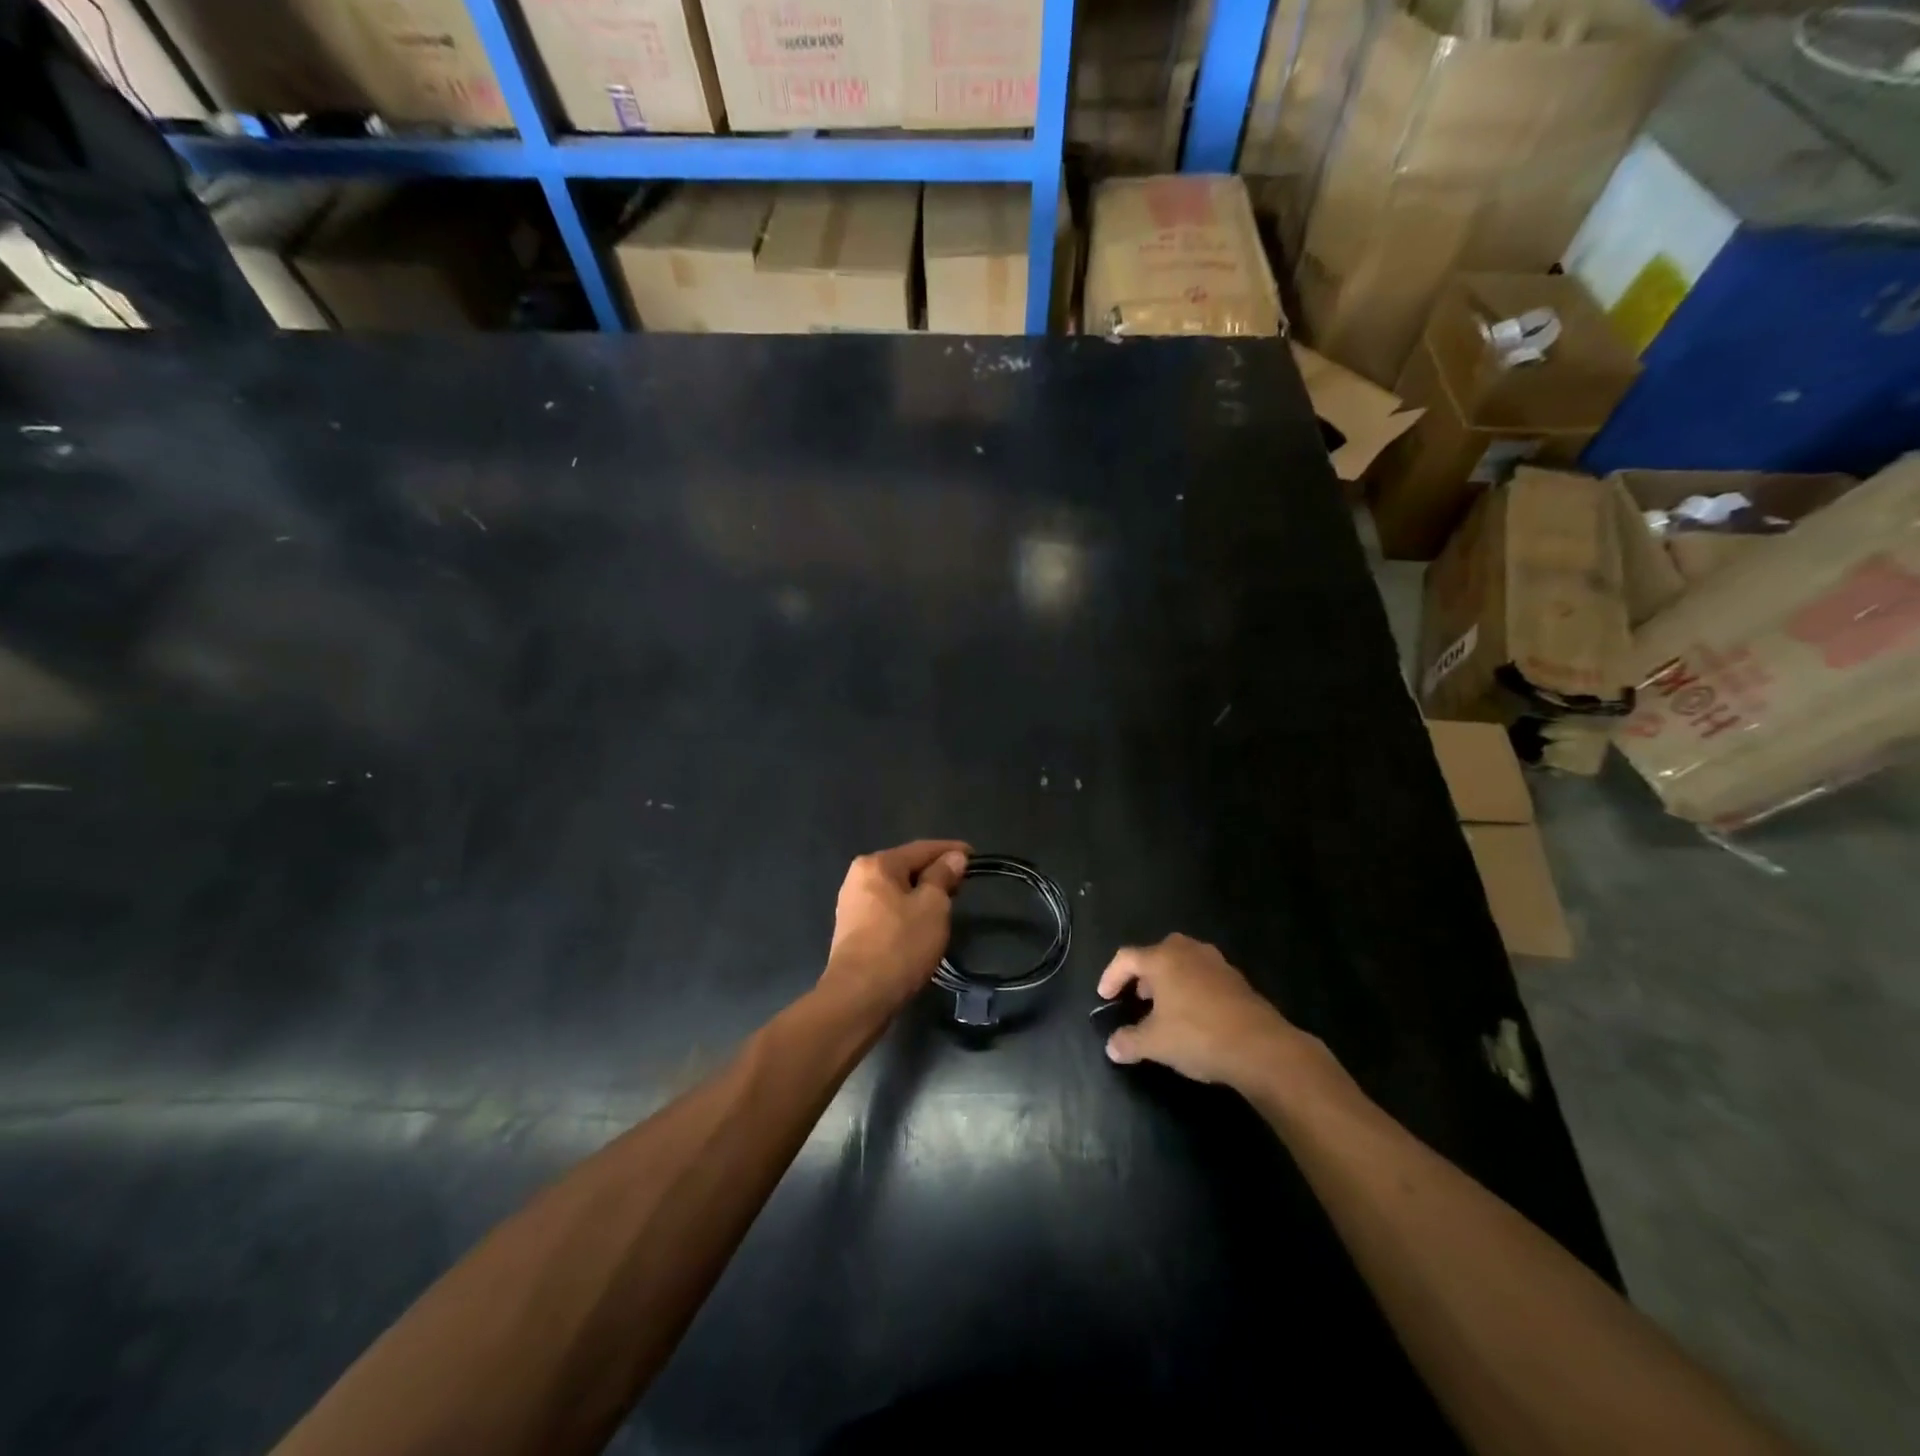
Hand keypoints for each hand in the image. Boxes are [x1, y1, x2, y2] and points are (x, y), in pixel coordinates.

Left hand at [820, 840, 970, 1015]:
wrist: (858, 997)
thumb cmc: (900, 945)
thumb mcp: (932, 907)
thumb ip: (942, 877)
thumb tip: (953, 857)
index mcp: (877, 864)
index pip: (921, 848)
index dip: (950, 850)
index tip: (974, 856)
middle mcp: (859, 877)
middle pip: (906, 866)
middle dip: (935, 872)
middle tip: (962, 883)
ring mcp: (852, 903)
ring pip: (896, 888)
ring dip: (921, 892)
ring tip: (946, 902)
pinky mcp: (852, 928)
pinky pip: (887, 907)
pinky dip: (906, 908)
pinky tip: (920, 921)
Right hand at [1097, 934, 1309, 1088]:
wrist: (1261, 1047)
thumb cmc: (1198, 1036)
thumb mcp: (1155, 1044)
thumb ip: (1129, 1042)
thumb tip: (1112, 1047)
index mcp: (1162, 959)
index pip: (1126, 958)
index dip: (1111, 976)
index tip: (1104, 997)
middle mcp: (1188, 951)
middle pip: (1156, 954)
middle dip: (1143, 975)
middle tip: (1137, 998)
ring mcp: (1216, 963)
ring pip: (1183, 963)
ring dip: (1169, 981)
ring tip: (1165, 1008)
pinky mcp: (1237, 979)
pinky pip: (1204, 976)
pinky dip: (1192, 989)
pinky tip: (1194, 1016)